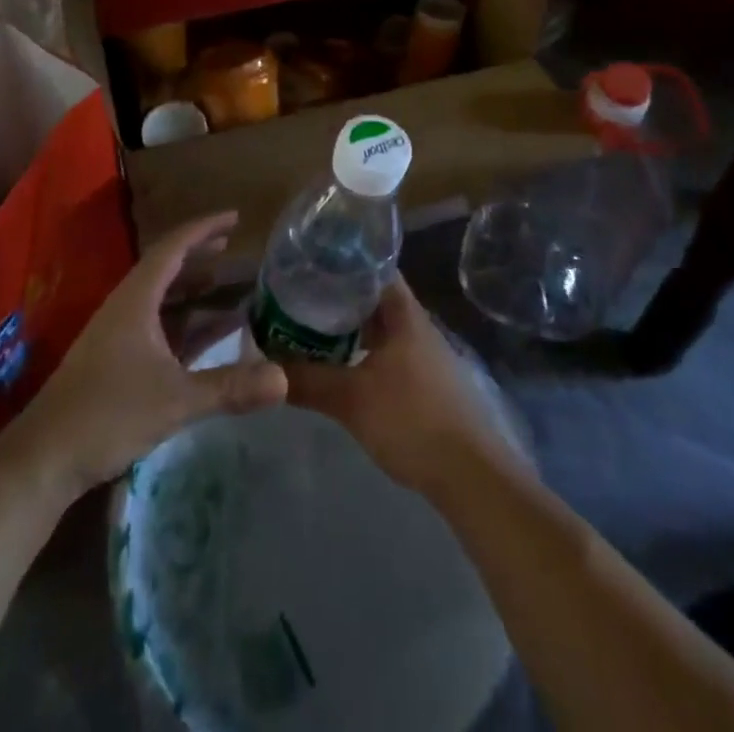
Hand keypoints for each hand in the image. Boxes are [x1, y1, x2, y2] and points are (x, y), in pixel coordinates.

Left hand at [16, 212, 287, 500]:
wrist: (42, 460)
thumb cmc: (108, 414)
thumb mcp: (175, 399)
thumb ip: (230, 387)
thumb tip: (284, 380)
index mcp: (135, 300)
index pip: (172, 248)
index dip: (204, 229)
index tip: (235, 217)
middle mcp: (126, 309)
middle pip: (167, 269)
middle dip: (201, 256)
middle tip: (235, 249)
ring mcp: (118, 336)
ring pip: (162, 300)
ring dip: (194, 291)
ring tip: (230, 287)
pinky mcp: (115, 362)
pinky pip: (158, 327)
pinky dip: (185, 324)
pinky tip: (207, 338)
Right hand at [285, 278, 521, 501]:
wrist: (470, 473)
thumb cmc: (412, 420)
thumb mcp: (352, 399)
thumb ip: (307, 380)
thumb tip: (263, 365)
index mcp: (404, 313)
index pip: (373, 267)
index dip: (343, 261)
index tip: (309, 263)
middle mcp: (415, 324)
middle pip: (373, 297)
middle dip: (338, 296)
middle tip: (298, 297)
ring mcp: (423, 353)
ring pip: (379, 327)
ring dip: (348, 327)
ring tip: (309, 328)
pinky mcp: (424, 381)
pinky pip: (385, 351)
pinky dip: (361, 351)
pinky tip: (339, 366)